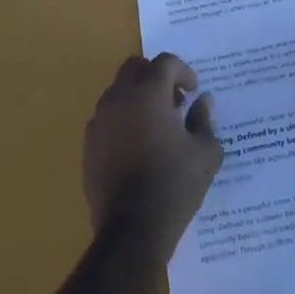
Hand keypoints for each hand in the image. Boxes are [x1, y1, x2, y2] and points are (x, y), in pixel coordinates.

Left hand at [83, 53, 223, 261]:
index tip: (193, 91)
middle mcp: (119, 98)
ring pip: (118, 91)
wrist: (132, 230)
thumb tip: (203, 102)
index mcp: (148, 93)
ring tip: (156, 125)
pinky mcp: (89, 144)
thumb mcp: (205, 153)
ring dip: (137, 97)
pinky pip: (107, 117)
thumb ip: (204, 120)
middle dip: (156, 76)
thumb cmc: (174, 185)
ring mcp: (100, 121)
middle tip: (174, 100)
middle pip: (135, 68)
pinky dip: (123, 119)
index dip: (183, 71)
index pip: (165, 63)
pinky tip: (137, 146)